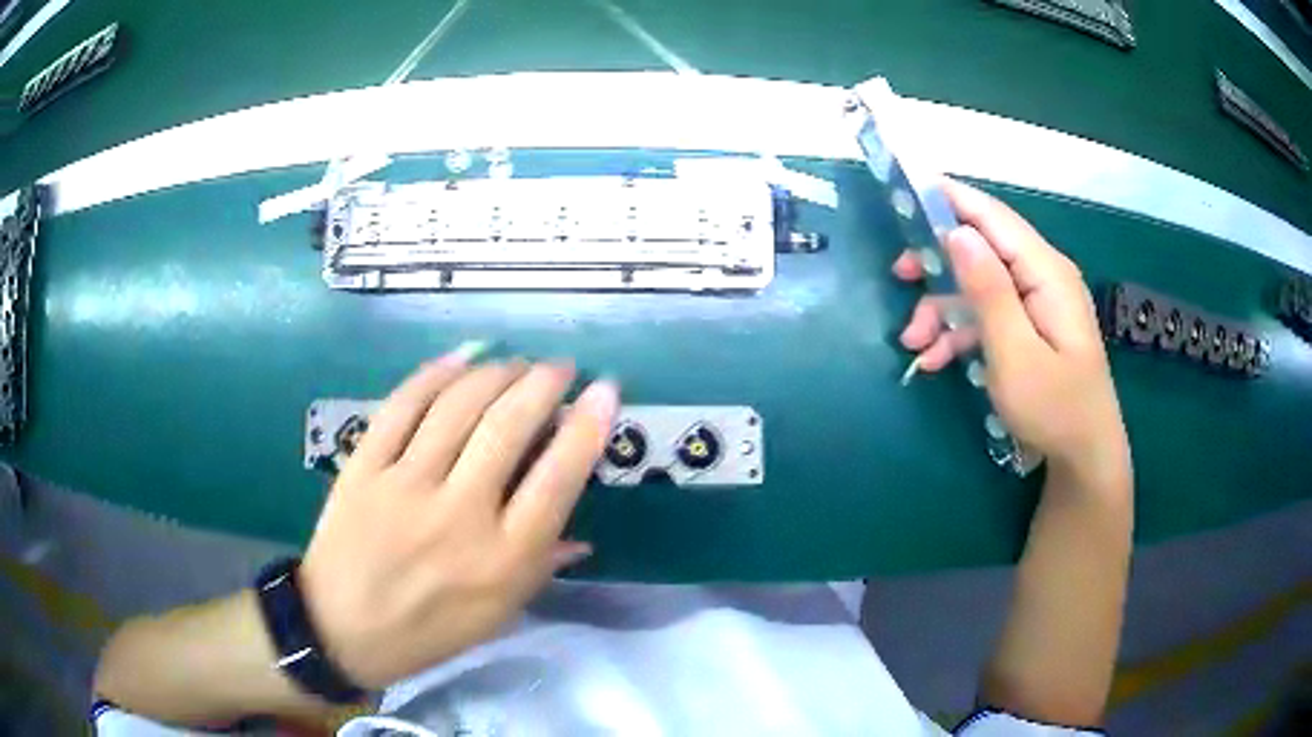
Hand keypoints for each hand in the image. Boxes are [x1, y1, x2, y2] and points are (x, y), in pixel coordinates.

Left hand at [298, 348, 618, 688]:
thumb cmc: (432, 629)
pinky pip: (401, 406)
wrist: (343, 628)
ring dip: (494, 371)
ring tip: (514, 362)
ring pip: (456, 406)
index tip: (605, 389)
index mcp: (503, 559)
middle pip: (507, 427)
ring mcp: (405, 486)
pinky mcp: (364, 468)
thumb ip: (543, 566)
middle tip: (559, 366)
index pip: (558, 479)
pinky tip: (459, 359)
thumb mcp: (500, 613)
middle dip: (543, 382)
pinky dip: (434, 373)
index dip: (588, 425)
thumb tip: (583, 535)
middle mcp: (459, 516)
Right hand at [893, 180, 1128, 482]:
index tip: (906, 191)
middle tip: (899, 277)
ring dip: (943, 309)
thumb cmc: (1054, 408)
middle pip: (982, 247)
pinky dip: (960, 332)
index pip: (992, 216)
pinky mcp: (1030, 326)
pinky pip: (989, 314)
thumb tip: (957, 232)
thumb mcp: (1015, 353)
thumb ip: (988, 290)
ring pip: (979, 284)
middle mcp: (1042, 276)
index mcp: (1045, 271)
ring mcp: (1037, 302)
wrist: (1083, 458)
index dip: (950, 199)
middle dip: (938, 263)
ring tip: (914, 344)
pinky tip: (935, 361)